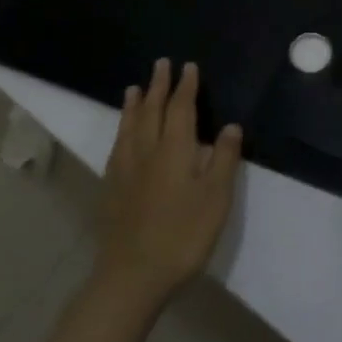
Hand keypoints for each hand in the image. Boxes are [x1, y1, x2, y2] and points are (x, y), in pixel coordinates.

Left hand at [93, 58, 242, 310]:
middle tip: (160, 64)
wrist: (131, 277)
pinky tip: (122, 135)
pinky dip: (121, 131)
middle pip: (151, 111)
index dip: (185, 87)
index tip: (188, 67)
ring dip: (133, 105)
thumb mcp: (215, 198)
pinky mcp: (111, 191)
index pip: (181, 108)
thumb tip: (230, 126)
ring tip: (133, 88)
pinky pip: (116, 148)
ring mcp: (125, 171)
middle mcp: (147, 152)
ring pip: (129, 128)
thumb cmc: (182, 235)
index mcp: (175, 150)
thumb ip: (223, 158)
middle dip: (157, 86)